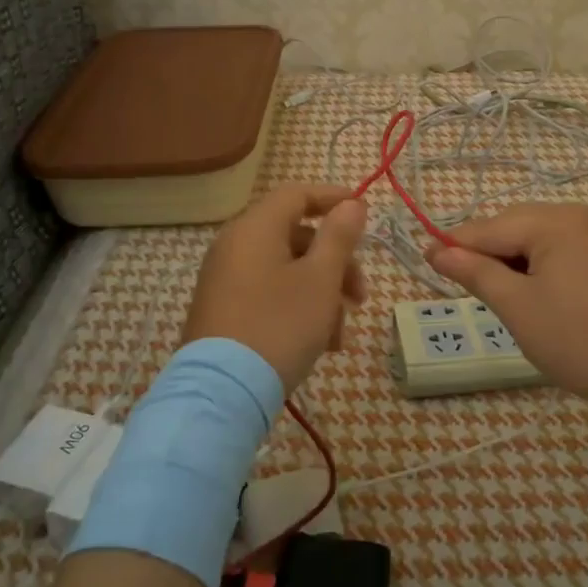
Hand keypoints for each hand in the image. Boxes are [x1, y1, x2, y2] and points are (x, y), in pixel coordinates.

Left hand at [183, 184, 368, 395]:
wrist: (223, 392)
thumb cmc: (279, 325)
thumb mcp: (320, 280)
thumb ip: (339, 236)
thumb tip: (352, 203)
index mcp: (255, 228)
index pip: (297, 194)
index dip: (333, 199)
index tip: (364, 214)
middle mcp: (234, 246)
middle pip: (296, 237)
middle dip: (336, 263)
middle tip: (360, 296)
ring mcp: (225, 280)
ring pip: (287, 271)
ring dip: (321, 294)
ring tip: (338, 335)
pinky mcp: (223, 310)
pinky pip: (269, 294)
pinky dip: (298, 308)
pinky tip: (318, 344)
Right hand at [426, 203, 587, 416]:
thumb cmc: (577, 341)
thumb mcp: (516, 306)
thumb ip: (474, 272)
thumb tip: (435, 250)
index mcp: (559, 221)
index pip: (493, 227)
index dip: (456, 243)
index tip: (424, 255)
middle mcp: (585, 214)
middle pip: (519, 225)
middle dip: (490, 251)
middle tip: (464, 281)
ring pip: (544, 236)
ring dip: (518, 258)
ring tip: (502, 291)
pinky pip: (570, 247)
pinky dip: (547, 263)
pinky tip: (540, 290)